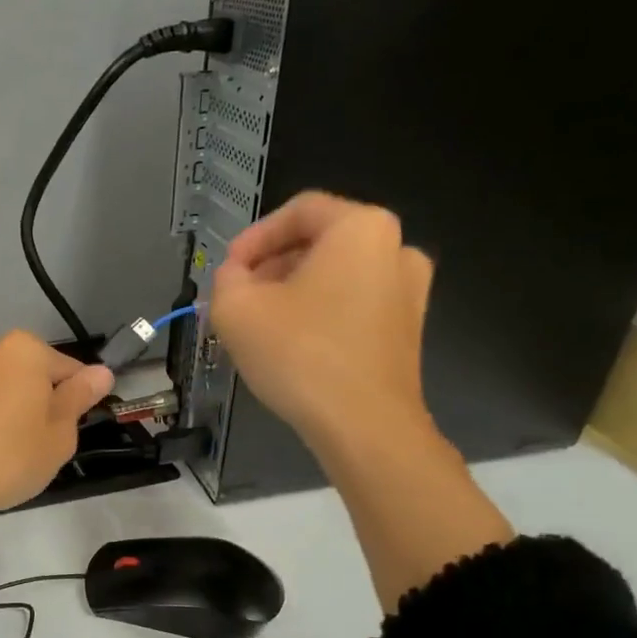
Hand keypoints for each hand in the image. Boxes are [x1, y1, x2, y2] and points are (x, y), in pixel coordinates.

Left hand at [0, 332, 112, 573]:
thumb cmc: (5, 459)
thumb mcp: (58, 436)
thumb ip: (78, 399)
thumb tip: (100, 373)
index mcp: (25, 349)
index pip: (70, 369)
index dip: (77, 401)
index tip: (71, 432)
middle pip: (31, 373)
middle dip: (40, 402)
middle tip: (40, 446)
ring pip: (0, 386)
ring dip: (10, 408)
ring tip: (6, 452)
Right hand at [209, 192, 436, 467]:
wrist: (364, 426)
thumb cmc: (299, 355)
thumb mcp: (236, 309)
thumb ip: (226, 278)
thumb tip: (236, 277)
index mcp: (361, 228)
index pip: (298, 211)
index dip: (254, 237)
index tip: (228, 269)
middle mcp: (396, 248)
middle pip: (320, 242)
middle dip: (272, 266)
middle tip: (239, 297)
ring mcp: (410, 292)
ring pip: (336, 276)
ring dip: (293, 292)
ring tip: (259, 324)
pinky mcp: (408, 330)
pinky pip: (354, 305)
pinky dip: (320, 314)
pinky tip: (292, 345)